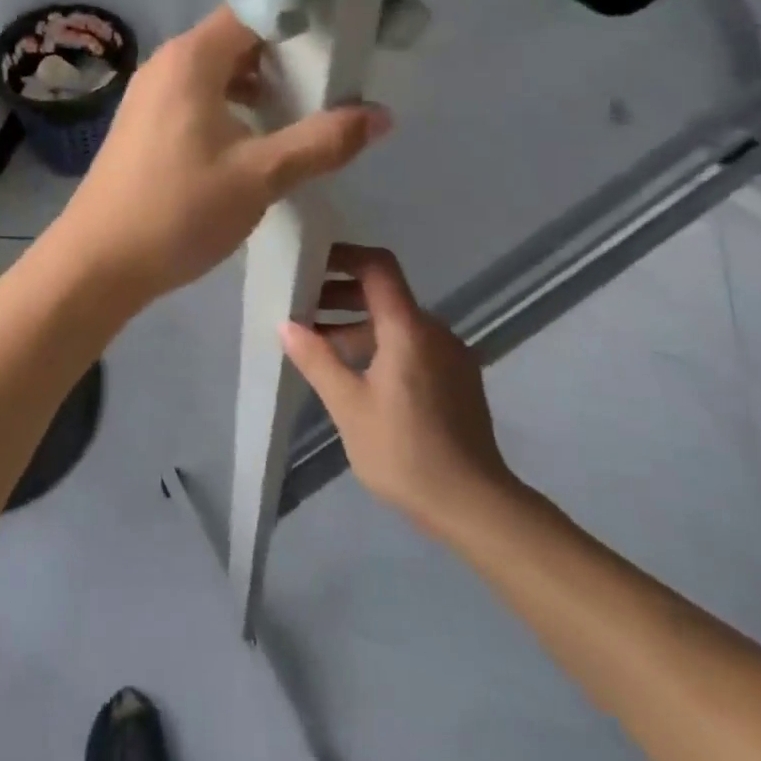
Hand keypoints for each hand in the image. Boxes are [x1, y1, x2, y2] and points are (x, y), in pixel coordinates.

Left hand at [56, 7, 390, 302]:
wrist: (97, 263)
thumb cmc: (178, 210)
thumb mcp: (260, 176)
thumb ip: (321, 142)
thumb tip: (380, 115)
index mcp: (191, 59)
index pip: (254, 12)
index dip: (300, 20)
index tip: (342, 39)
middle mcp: (167, 64)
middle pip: (237, 40)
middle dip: (286, 57)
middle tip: (334, 82)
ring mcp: (150, 95)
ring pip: (218, 72)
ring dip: (260, 86)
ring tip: (304, 113)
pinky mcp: (145, 124)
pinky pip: (198, 97)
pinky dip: (232, 107)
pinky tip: (257, 140)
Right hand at [281, 244, 524, 533]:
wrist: (474, 505)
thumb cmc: (404, 452)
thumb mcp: (348, 406)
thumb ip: (317, 360)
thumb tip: (286, 324)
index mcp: (408, 329)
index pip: (377, 267)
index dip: (343, 256)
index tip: (310, 262)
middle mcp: (434, 331)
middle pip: (385, 293)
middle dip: (340, 295)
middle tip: (302, 309)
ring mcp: (450, 355)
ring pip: (397, 323)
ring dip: (357, 324)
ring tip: (320, 346)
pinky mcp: (457, 379)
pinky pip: (413, 345)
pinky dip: (380, 345)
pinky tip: (357, 374)